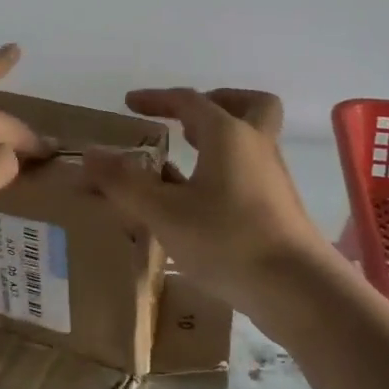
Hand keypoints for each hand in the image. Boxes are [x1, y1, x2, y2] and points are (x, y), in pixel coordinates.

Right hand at [83, 88, 350, 340]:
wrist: (299, 290)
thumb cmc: (227, 240)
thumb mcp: (164, 213)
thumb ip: (124, 183)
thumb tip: (89, 154)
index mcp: (228, 134)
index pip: (189, 100)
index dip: (157, 98)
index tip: (130, 103)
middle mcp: (256, 145)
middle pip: (247, 104)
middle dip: (215, 101)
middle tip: (185, 120)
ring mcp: (273, 176)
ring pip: (252, 138)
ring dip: (221, 139)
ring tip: (185, 161)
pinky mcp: (280, 207)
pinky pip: (252, 169)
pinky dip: (228, 170)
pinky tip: (202, 201)